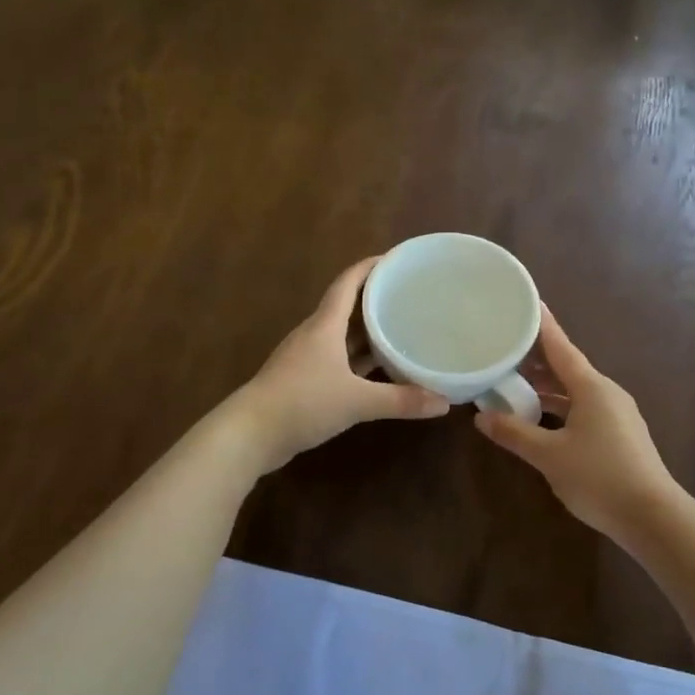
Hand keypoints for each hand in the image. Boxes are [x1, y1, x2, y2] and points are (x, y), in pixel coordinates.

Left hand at [232, 257, 449, 471]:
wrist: (249, 435)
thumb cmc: (302, 403)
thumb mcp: (357, 402)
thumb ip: (400, 400)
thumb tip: (445, 403)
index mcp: (325, 325)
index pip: (348, 282)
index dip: (371, 266)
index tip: (397, 259)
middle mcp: (315, 335)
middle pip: (348, 306)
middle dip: (377, 299)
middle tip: (411, 295)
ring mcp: (307, 358)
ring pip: (343, 336)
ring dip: (369, 331)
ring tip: (402, 328)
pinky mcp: (304, 381)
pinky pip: (339, 360)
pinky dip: (359, 360)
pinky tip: (379, 369)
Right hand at [476, 308, 682, 545]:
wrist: (652, 517)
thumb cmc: (599, 478)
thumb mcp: (549, 456)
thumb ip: (515, 434)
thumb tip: (482, 418)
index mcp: (591, 387)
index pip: (561, 347)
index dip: (542, 325)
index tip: (528, 302)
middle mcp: (606, 392)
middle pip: (567, 367)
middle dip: (537, 358)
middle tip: (506, 346)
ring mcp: (616, 413)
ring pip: (575, 390)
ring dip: (547, 386)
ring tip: (514, 381)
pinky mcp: (619, 434)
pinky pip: (583, 407)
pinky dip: (560, 405)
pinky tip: (541, 416)